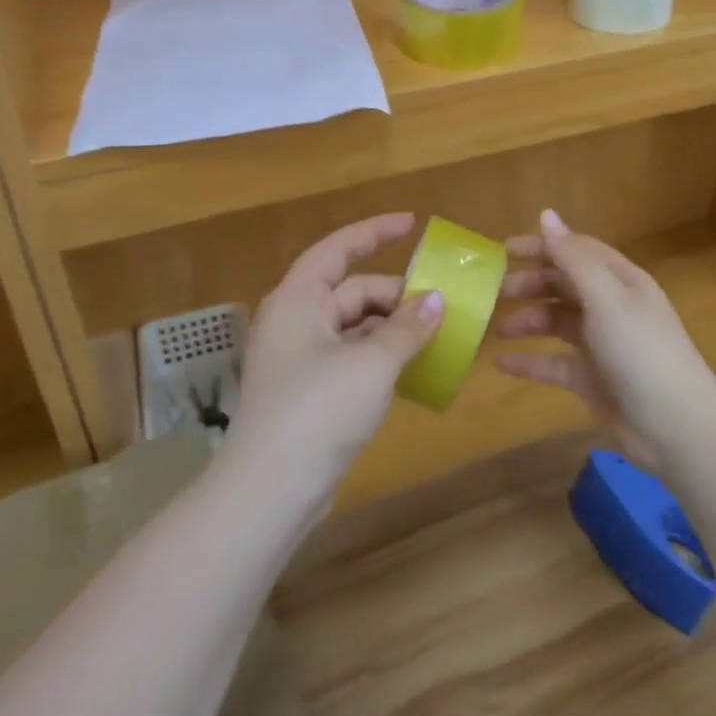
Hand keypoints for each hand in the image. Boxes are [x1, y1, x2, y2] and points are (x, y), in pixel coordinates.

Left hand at [229, 213, 443, 508]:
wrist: (271, 491)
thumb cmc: (318, 410)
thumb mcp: (372, 363)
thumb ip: (407, 328)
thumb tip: (438, 299)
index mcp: (298, 299)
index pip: (337, 249)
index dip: (374, 232)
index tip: (412, 224)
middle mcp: (296, 321)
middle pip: (353, 291)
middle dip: (398, 295)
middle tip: (444, 305)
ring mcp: (301, 358)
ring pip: (355, 327)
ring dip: (394, 328)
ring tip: (438, 335)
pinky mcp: (310, 391)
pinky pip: (353, 357)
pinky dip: (382, 356)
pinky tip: (414, 367)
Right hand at [494, 209, 715, 466]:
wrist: (676, 427)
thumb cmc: (640, 351)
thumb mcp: (606, 297)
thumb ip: (572, 257)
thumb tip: (546, 214)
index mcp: (620, 281)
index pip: (575, 251)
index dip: (541, 246)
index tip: (502, 250)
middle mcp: (610, 307)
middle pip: (563, 285)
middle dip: (529, 285)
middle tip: (493, 292)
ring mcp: (601, 344)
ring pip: (556, 323)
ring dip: (526, 321)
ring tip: (494, 329)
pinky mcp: (591, 379)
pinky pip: (553, 363)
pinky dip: (528, 361)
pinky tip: (500, 364)